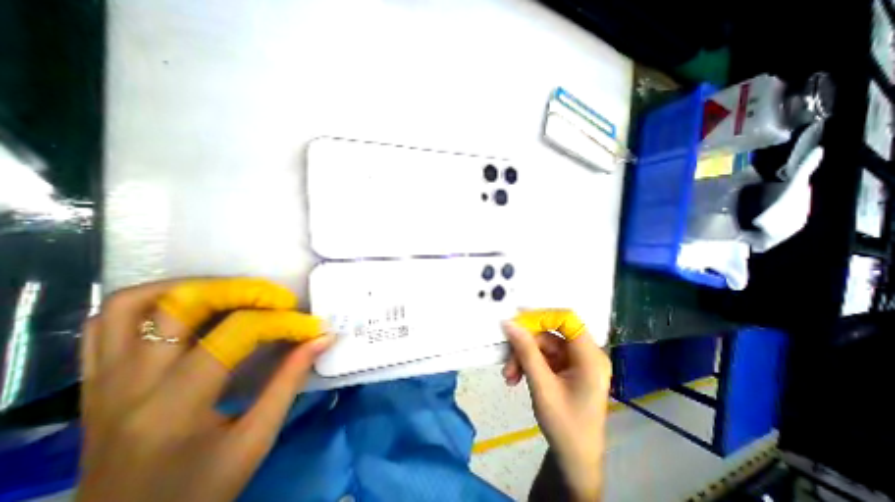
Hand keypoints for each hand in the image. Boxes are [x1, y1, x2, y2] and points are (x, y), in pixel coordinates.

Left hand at [77, 278, 330, 500]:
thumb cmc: (198, 492)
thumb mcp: (256, 439)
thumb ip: (290, 380)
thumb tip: (323, 338)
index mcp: (174, 404)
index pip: (237, 333)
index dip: (283, 322)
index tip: (312, 326)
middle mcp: (130, 383)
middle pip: (182, 304)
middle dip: (243, 291)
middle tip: (278, 299)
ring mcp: (103, 380)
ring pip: (131, 304)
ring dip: (192, 287)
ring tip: (236, 293)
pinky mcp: (97, 382)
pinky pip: (107, 324)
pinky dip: (154, 302)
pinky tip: (191, 307)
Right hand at [502, 312, 608, 498]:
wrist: (574, 460)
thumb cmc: (565, 427)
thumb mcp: (542, 387)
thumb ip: (526, 352)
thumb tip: (509, 323)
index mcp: (590, 357)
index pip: (567, 320)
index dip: (542, 316)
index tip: (516, 321)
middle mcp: (585, 354)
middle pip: (549, 334)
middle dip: (525, 346)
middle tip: (507, 362)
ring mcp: (574, 361)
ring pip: (541, 345)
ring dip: (522, 358)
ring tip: (509, 377)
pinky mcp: (565, 368)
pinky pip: (542, 356)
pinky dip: (527, 364)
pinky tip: (516, 377)